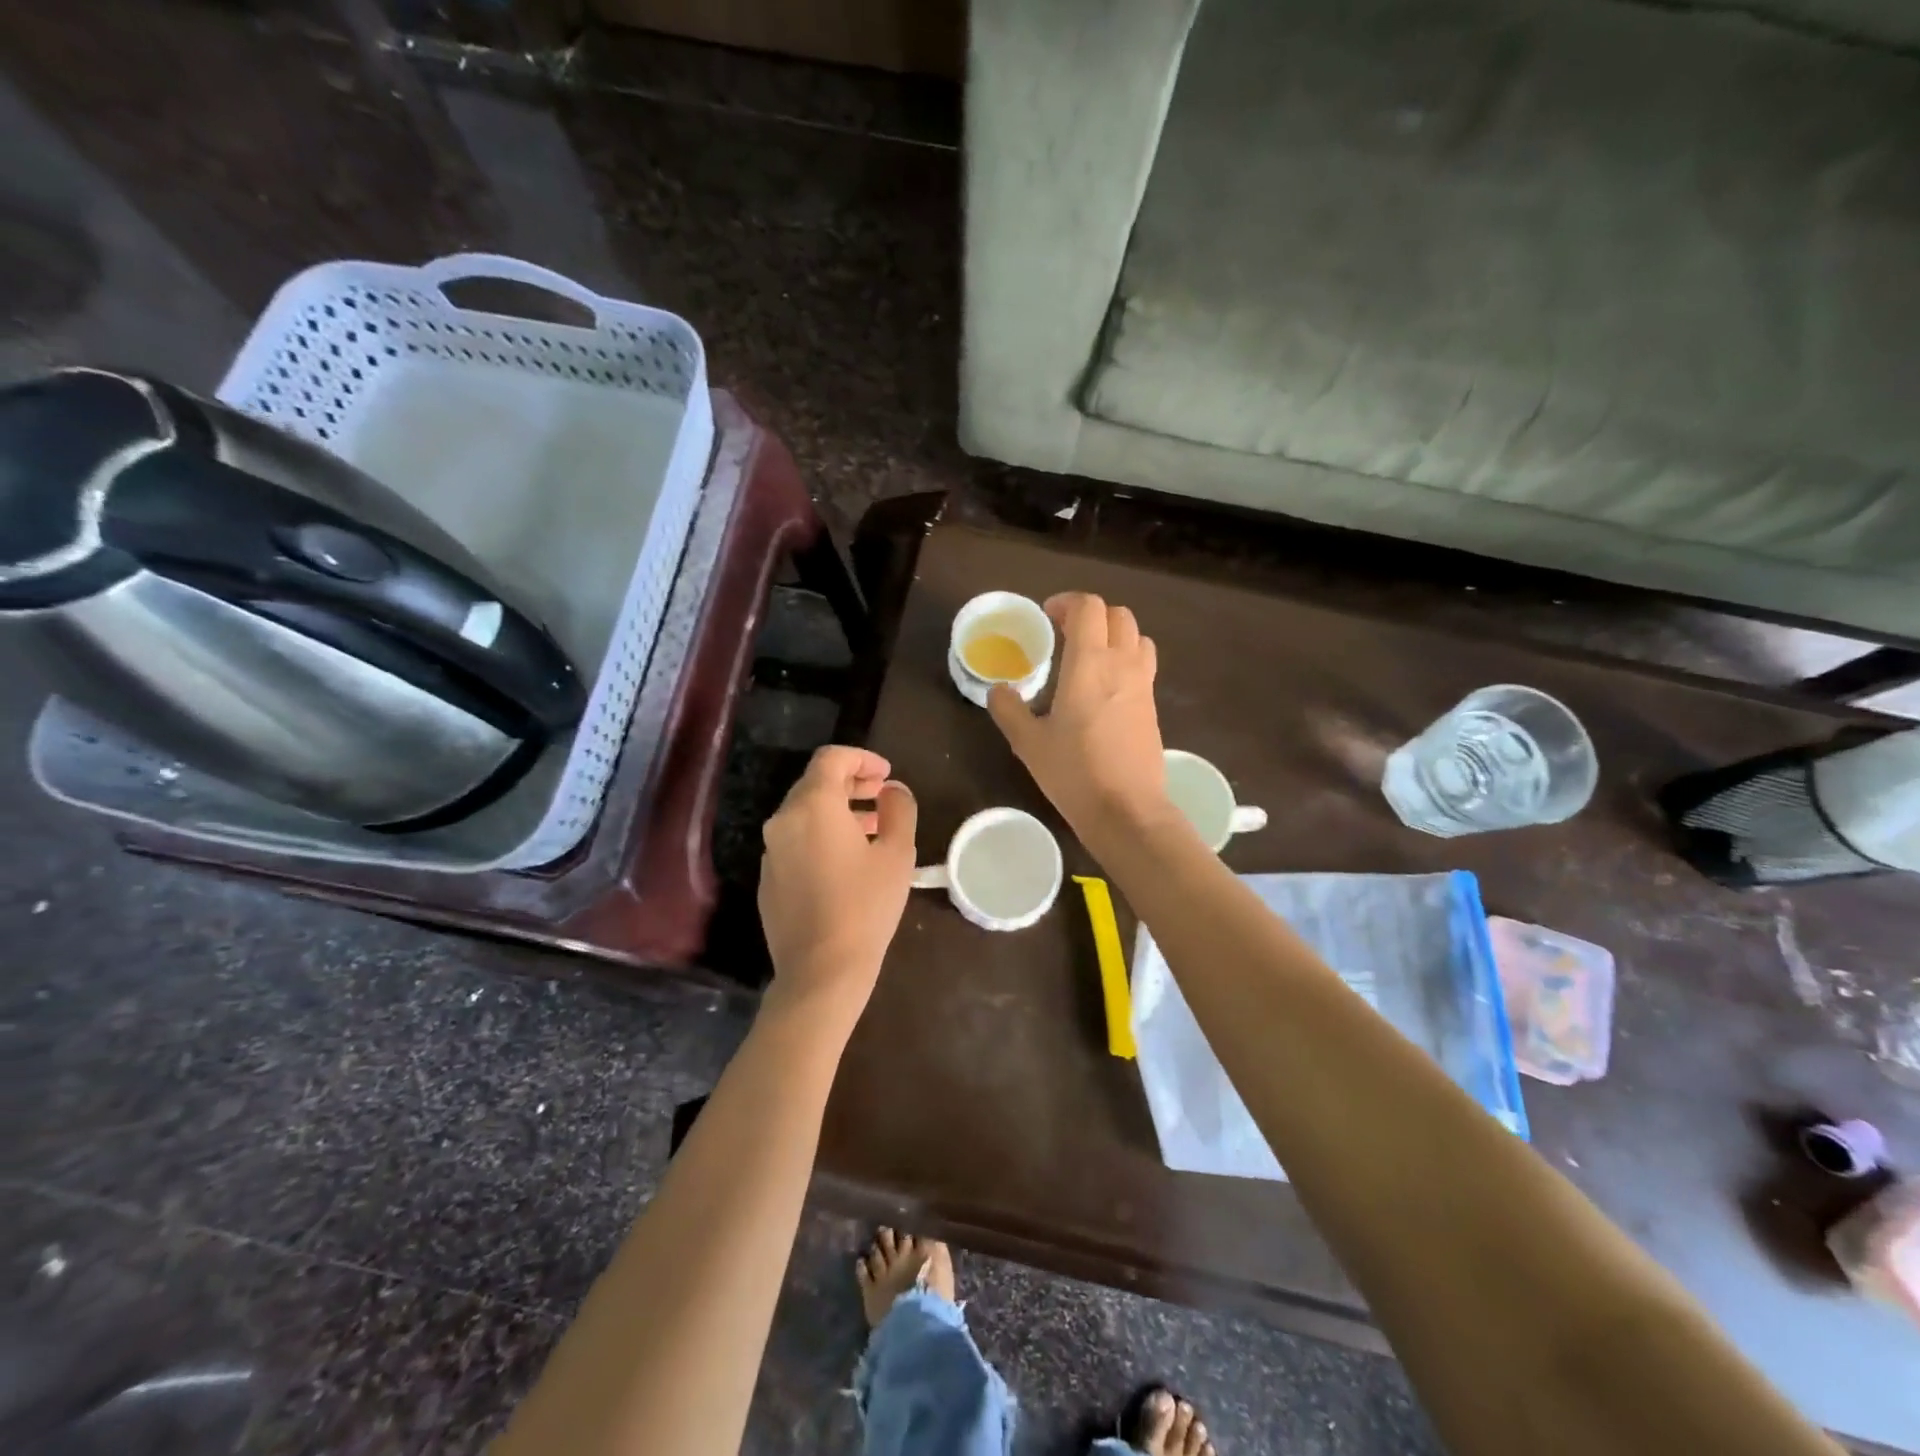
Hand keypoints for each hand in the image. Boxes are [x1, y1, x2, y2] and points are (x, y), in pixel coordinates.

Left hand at [758, 745, 917, 1012]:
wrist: (821, 971)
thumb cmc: (865, 906)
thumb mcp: (897, 854)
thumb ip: (898, 809)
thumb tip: (893, 790)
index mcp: (813, 806)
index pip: (831, 758)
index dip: (862, 758)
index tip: (887, 775)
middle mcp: (783, 820)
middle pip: (815, 784)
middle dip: (851, 783)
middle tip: (883, 796)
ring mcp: (771, 851)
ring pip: (805, 814)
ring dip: (838, 811)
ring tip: (872, 829)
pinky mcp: (769, 879)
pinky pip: (795, 842)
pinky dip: (821, 837)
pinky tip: (847, 863)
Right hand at [988, 593, 1172, 843]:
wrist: (1127, 809)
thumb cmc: (1074, 772)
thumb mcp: (1028, 743)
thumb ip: (1009, 710)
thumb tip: (998, 690)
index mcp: (1089, 663)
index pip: (1089, 607)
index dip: (1068, 602)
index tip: (1048, 617)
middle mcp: (1122, 664)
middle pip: (1118, 614)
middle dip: (1092, 615)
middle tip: (1066, 633)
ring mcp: (1143, 684)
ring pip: (1137, 636)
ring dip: (1113, 634)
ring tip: (1089, 655)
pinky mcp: (1152, 706)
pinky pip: (1143, 664)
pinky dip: (1125, 659)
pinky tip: (1104, 688)